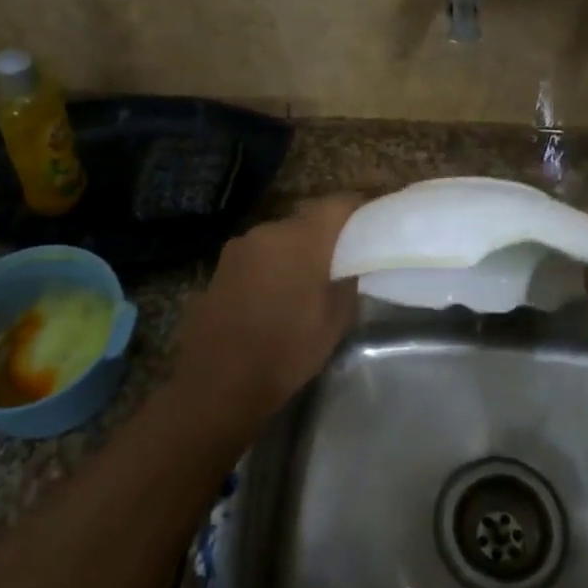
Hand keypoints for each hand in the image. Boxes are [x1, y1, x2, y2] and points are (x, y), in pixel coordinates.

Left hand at [171, 194, 362, 435]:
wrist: (218, 383)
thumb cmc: (286, 350)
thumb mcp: (335, 321)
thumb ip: (347, 281)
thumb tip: (350, 264)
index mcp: (302, 238)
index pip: (338, 203)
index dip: (357, 210)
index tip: (370, 226)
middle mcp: (268, 230)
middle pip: (306, 220)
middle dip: (324, 237)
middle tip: (339, 263)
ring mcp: (239, 247)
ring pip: (278, 239)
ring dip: (293, 253)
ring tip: (303, 285)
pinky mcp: (219, 267)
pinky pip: (256, 257)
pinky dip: (269, 268)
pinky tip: (271, 298)